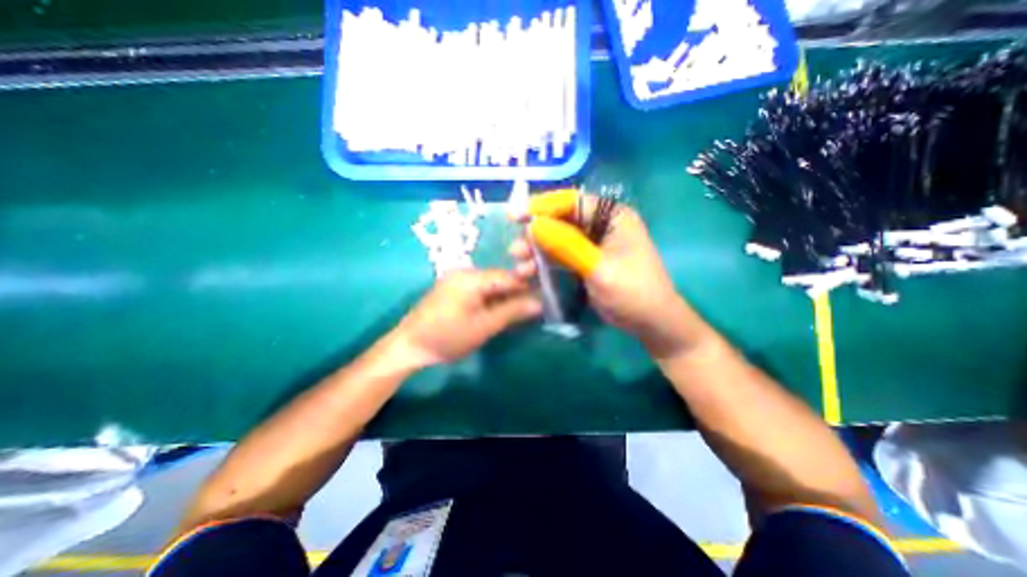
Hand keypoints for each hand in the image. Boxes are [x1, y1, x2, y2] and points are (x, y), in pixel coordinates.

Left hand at [387, 270, 543, 369]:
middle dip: (515, 293)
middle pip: (499, 279)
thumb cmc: (448, 337)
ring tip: (516, 313)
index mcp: (472, 277)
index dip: (526, 287)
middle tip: (530, 309)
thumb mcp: (484, 326)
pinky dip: (490, 300)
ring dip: (503, 298)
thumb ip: (512, 312)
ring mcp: (456, 280)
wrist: (409, 346)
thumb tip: (540, 302)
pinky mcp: (452, 289)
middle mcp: (464, 272)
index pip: (508, 277)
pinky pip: (478, 290)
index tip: (542, 299)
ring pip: (489, 286)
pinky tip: (496, 311)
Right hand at [511, 192, 707, 357]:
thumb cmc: (632, 292)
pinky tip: (531, 272)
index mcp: (612, 216)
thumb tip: (534, 225)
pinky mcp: (586, 260)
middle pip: (561, 220)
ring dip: (537, 251)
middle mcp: (601, 224)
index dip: (541, 206)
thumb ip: (566, 244)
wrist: (650, 322)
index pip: (572, 201)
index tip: (514, 216)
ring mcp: (592, 243)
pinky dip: (545, 262)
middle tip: (516, 251)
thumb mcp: (598, 267)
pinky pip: (560, 255)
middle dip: (536, 234)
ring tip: (521, 267)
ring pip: (557, 239)